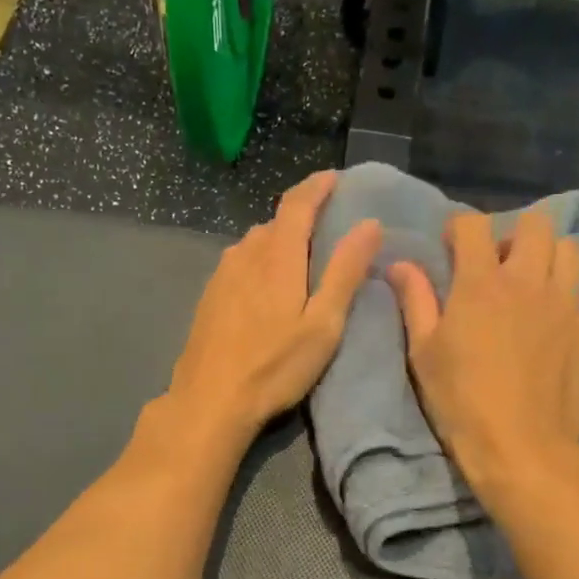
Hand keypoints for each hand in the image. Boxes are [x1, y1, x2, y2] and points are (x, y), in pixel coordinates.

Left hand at [167, 171, 382, 441]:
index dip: (317, 186)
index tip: (335, 178)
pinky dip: (259, 263)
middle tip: (326, 229)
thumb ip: (345, 272)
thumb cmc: (274, 367)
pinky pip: (240, 264)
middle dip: (301, 217)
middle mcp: (244, 254)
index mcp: (276, 256)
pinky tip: (265, 289)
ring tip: (299, 260)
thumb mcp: (323, 324)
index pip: (297, 204)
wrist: (210, 400)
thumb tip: (370, 224)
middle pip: (275, 222)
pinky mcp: (209, 297)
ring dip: (278, 242)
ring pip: (255, 244)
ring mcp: (221, 275)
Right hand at [388, 209, 578, 494]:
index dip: (459, 228)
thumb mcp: (424, 354)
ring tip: (536, 284)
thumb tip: (400, 263)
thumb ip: (416, 302)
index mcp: (481, 283)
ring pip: (572, 249)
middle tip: (500, 265)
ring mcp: (567, 303)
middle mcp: (528, 280)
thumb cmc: (461, 402)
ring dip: (552, 256)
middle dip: (514, 234)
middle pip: (535, 224)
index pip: (473, 225)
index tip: (452, 248)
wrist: (520, 447)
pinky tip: (569, 312)